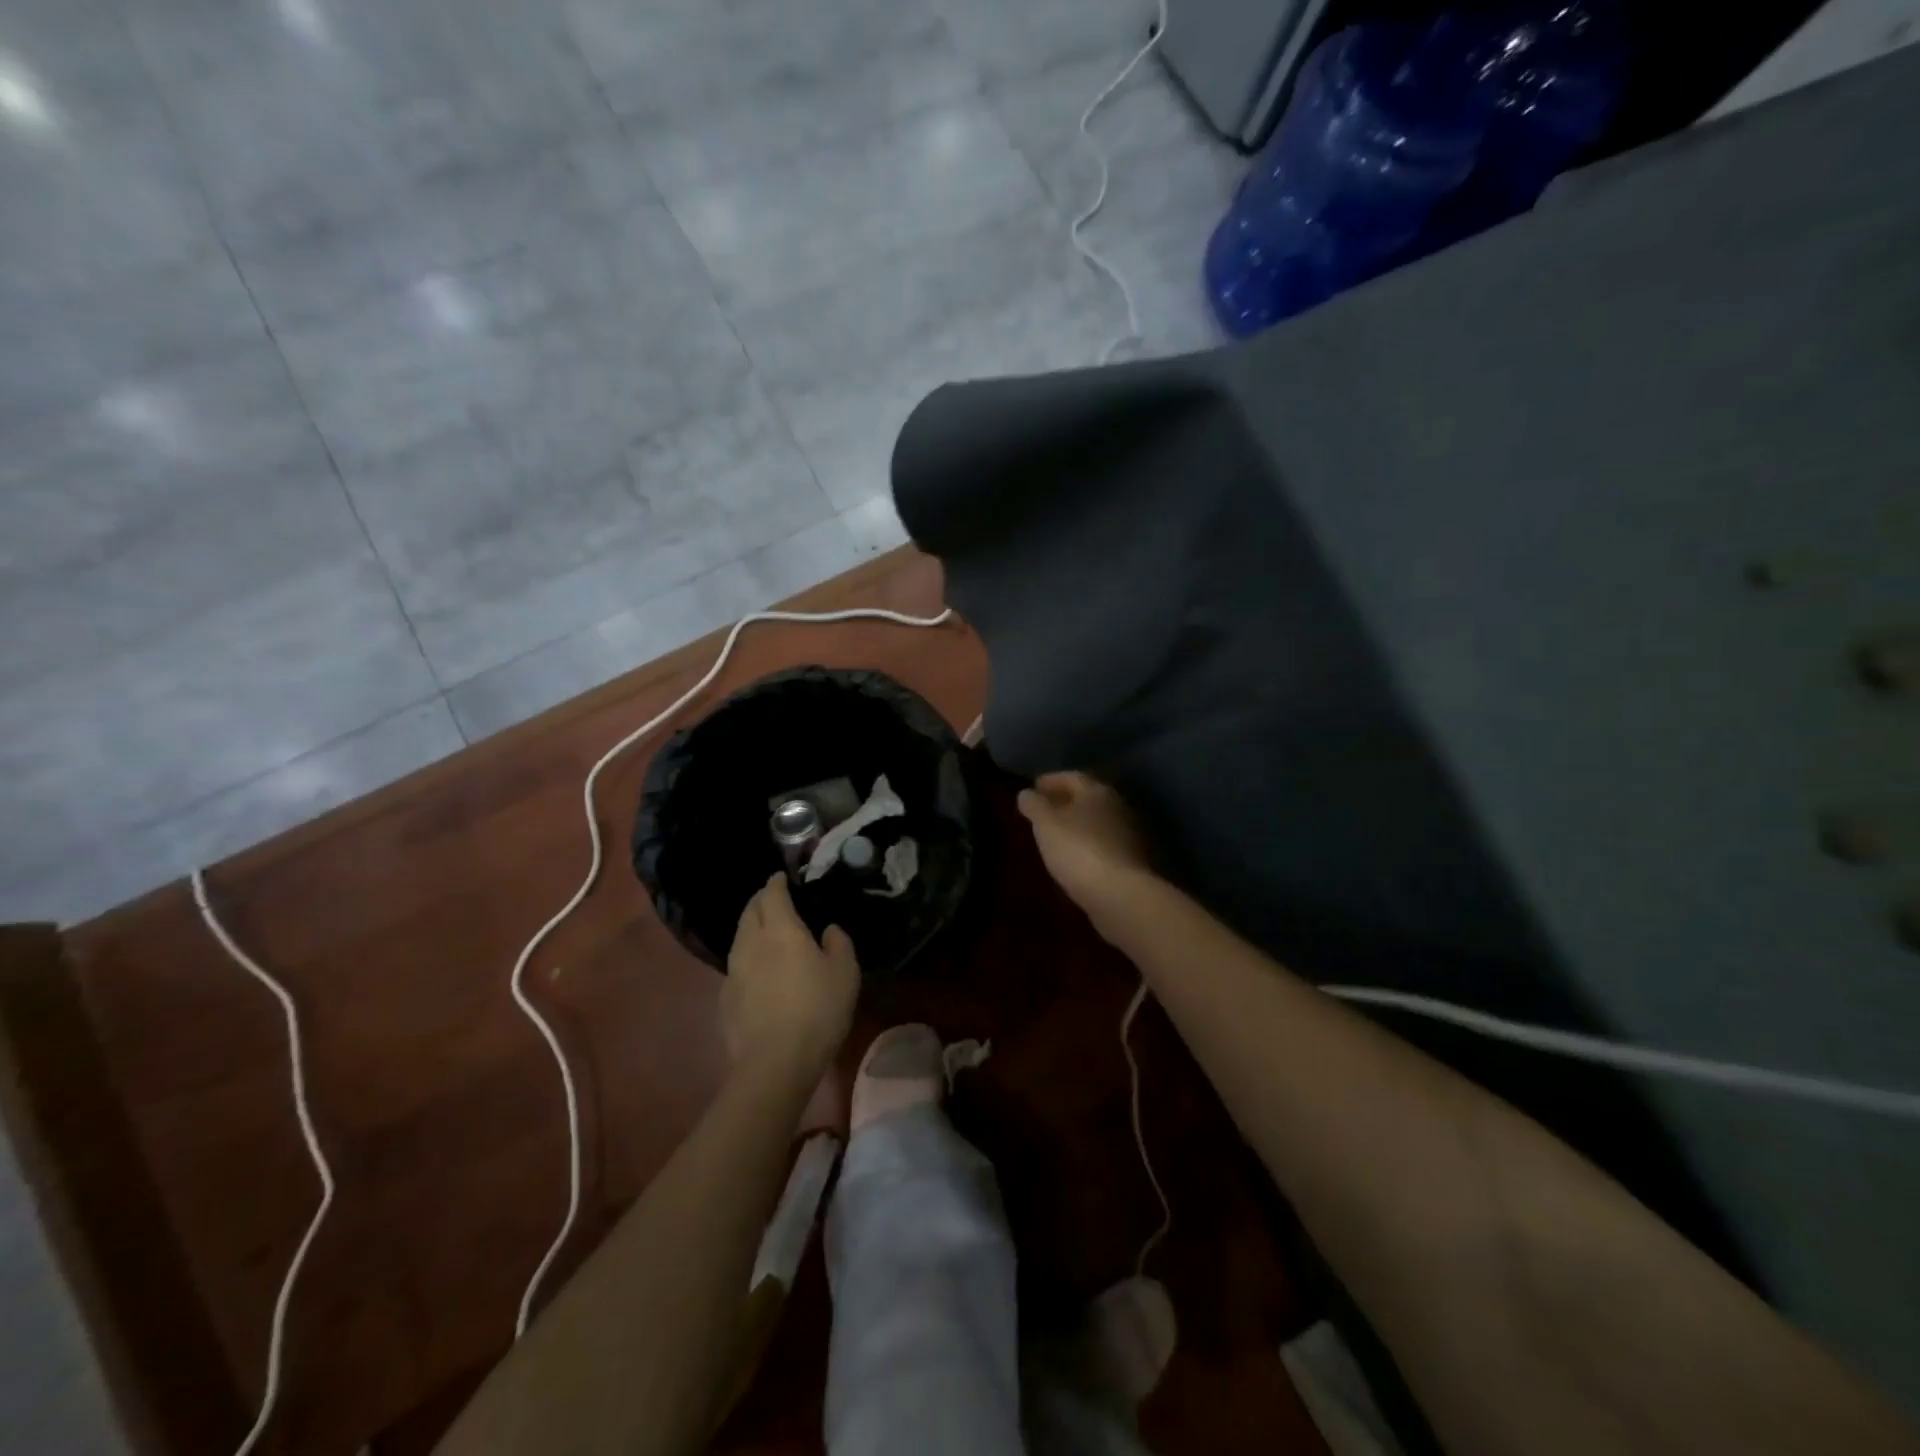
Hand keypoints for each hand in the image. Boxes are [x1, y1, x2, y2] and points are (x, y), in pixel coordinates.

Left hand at [723, 874, 859, 1082]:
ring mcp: (733, 971)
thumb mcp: (845, 972)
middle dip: (760, 901)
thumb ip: (838, 943)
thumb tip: (828, 930)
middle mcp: (751, 943)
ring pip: (740, 938)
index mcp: (780, 929)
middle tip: (774, 899)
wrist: (775, 1063)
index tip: (781, 877)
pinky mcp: (725, 999)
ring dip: (751, 928)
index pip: (772, 894)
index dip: (776, 883)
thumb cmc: (817, 1010)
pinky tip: (758, 972)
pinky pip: (736, 966)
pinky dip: (747, 958)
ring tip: (766, 932)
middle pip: (750, 911)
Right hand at [1017, 771, 1154, 914]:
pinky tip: (1077, 856)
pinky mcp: (1135, 860)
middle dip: (1066, 801)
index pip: (1072, 777)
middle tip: (1045, 809)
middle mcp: (1119, 806)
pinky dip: (1090, 844)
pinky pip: (1106, 844)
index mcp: (1097, 791)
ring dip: (1079, 824)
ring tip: (1057, 834)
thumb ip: (1035, 805)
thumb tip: (1026, 793)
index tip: (1034, 786)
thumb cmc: (1079, 851)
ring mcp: (1131, 834)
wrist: (1122, 895)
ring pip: (1099, 821)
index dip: (1051, 780)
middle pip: (1089, 798)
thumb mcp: (1046, 825)